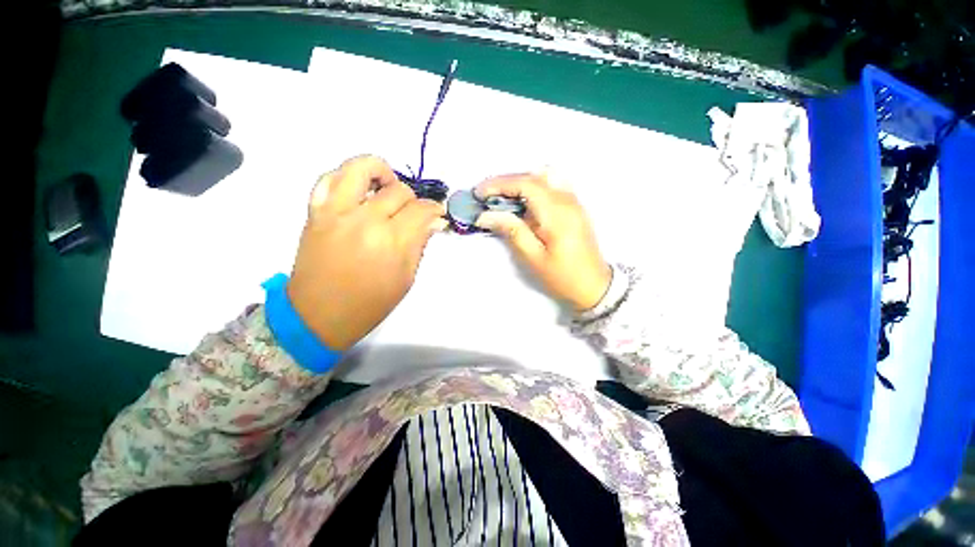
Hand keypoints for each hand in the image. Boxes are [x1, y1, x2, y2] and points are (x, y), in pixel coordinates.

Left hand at [287, 156, 446, 349]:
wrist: (318, 315)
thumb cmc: (369, 304)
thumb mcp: (406, 279)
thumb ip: (419, 245)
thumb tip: (434, 222)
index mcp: (392, 242)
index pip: (421, 211)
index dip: (434, 210)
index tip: (437, 215)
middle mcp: (365, 220)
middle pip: (399, 191)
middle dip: (413, 200)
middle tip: (413, 213)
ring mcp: (337, 212)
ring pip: (360, 168)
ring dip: (380, 172)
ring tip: (386, 187)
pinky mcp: (316, 212)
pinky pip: (329, 178)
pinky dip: (346, 177)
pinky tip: (358, 191)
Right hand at [475, 173, 610, 311]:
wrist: (594, 286)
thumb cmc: (562, 276)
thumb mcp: (533, 257)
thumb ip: (512, 231)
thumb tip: (486, 215)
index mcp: (557, 213)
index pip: (525, 184)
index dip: (499, 184)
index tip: (479, 193)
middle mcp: (567, 200)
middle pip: (533, 177)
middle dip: (506, 182)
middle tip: (485, 197)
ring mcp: (573, 202)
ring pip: (543, 178)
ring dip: (519, 183)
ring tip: (502, 199)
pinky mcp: (574, 207)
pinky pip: (551, 186)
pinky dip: (532, 188)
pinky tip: (523, 203)